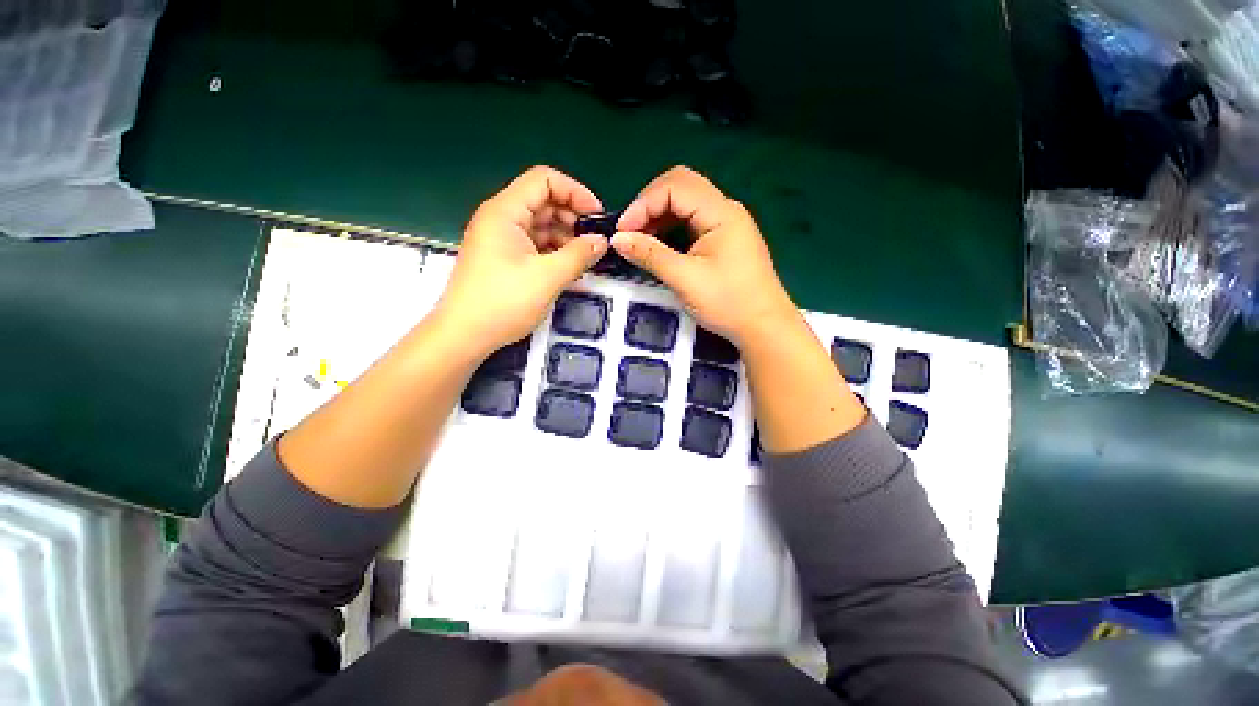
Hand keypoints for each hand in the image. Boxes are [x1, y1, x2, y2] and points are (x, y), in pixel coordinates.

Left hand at [436, 166, 608, 357]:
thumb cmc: (503, 303)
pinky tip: (569, 266)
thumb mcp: (548, 277)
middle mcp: (501, 218)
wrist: (464, 335)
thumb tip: (602, 241)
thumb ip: (579, 255)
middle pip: (543, 201)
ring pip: (540, 224)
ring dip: (565, 236)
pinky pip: (534, 244)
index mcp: (505, 211)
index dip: (575, 191)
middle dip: (573, 217)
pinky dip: (554, 250)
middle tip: (595, 241)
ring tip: (585, 257)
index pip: (544, 180)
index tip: (597, 216)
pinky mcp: (503, 257)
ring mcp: (501, 239)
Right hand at [612, 166, 796, 347]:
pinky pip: (691, 220)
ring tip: (640, 239)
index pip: (675, 186)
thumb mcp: (685, 279)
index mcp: (721, 212)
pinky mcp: (724, 238)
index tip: (623, 231)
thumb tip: (617, 240)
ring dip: (659, 215)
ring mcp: (726, 223)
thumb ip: (650, 255)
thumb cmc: (728, 303)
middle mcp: (725, 209)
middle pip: (681, 186)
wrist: (763, 327)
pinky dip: (671, 227)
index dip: (644, 203)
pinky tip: (659, 244)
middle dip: (650, 204)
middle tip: (630, 232)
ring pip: (685, 203)